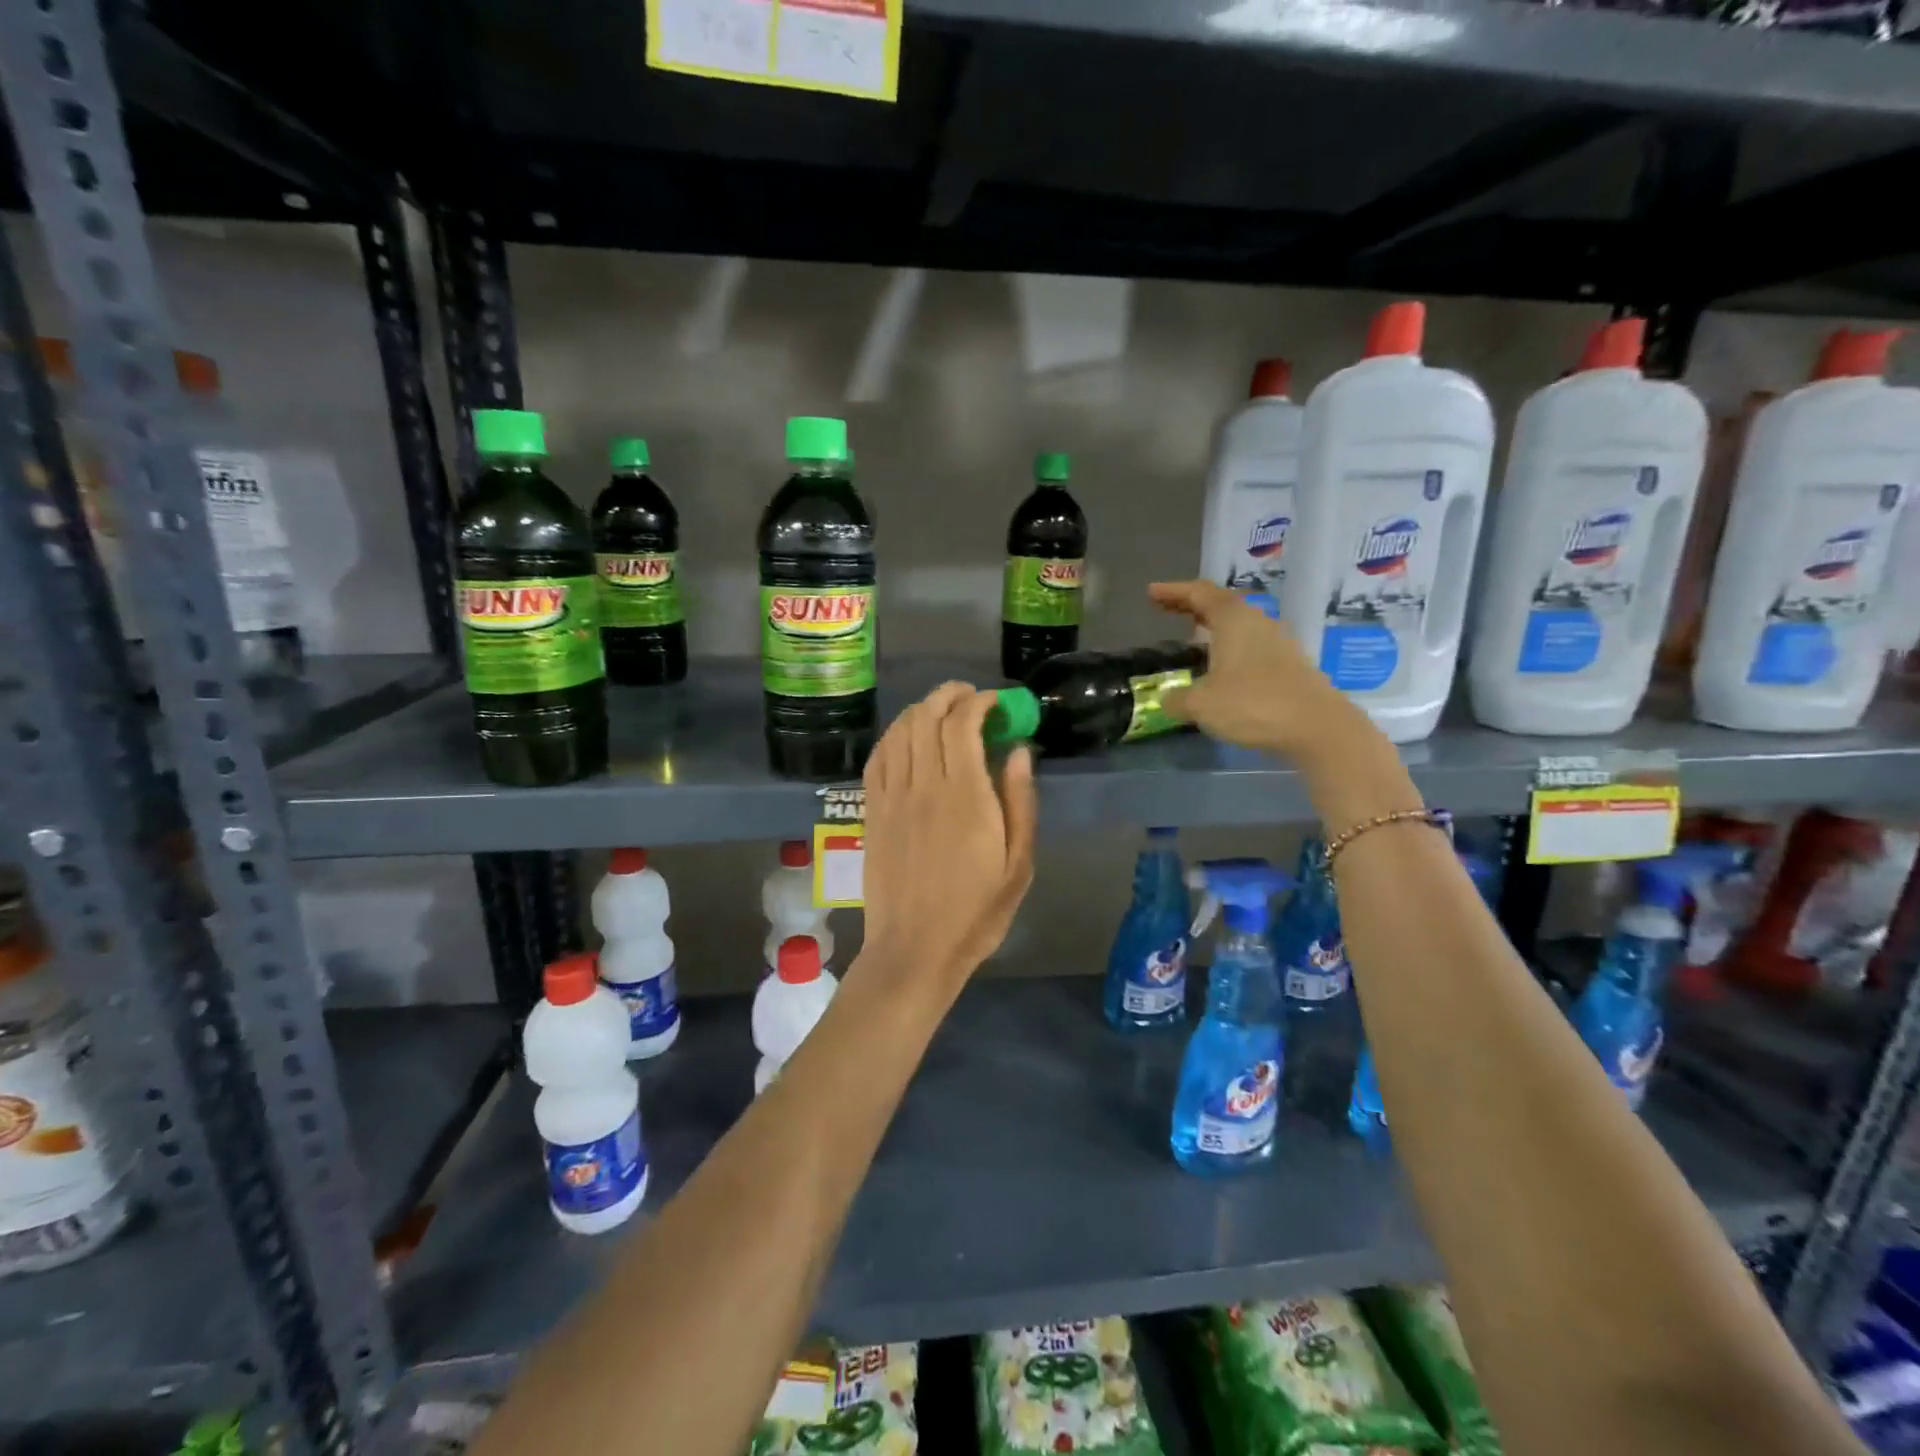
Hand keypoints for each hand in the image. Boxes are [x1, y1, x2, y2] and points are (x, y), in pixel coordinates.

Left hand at [858, 683, 1036, 1000]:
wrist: (914, 949)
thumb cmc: (976, 912)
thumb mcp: (1018, 864)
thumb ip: (1020, 801)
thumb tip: (1019, 751)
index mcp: (964, 796)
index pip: (962, 724)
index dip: (979, 701)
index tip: (997, 702)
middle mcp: (923, 786)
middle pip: (927, 717)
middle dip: (949, 695)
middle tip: (971, 697)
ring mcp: (891, 797)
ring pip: (900, 731)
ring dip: (921, 710)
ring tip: (942, 710)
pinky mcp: (872, 812)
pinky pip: (877, 758)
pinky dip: (894, 736)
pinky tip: (907, 737)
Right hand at [1147, 580, 1360, 761]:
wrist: (1317, 728)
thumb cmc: (1253, 705)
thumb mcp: (1200, 705)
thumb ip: (1177, 699)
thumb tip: (1167, 699)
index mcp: (1233, 620)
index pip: (1199, 593)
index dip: (1173, 591)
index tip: (1152, 592)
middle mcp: (1257, 623)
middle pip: (1221, 604)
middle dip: (1192, 605)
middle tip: (1167, 608)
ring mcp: (1278, 643)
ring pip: (1239, 625)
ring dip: (1213, 627)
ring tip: (1193, 637)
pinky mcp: (1290, 665)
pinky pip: (1251, 645)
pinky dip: (1230, 647)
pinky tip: (1221, 666)